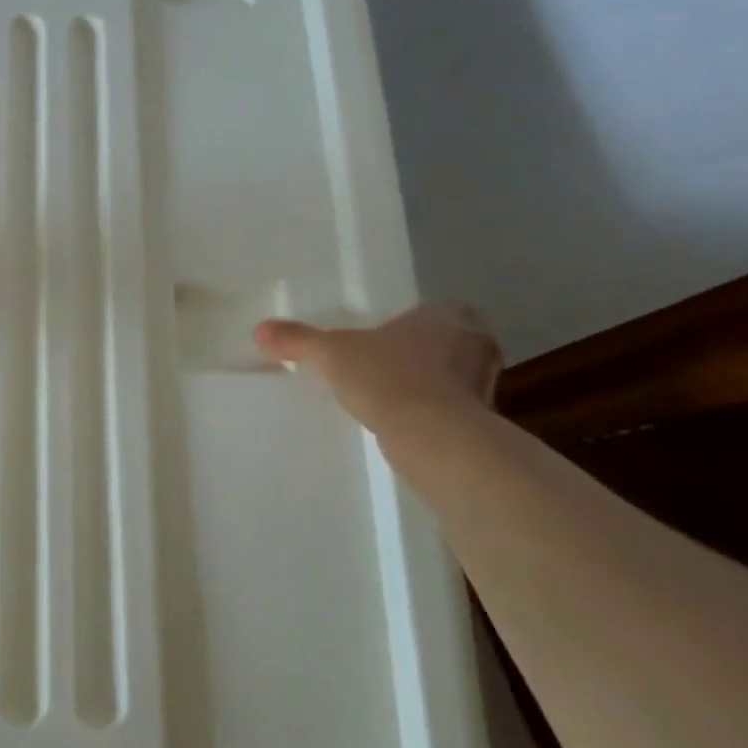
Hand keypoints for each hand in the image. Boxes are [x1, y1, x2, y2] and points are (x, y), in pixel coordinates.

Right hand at [254, 304, 501, 438]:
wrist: (431, 436)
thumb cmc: (386, 377)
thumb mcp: (331, 354)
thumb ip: (298, 340)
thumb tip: (260, 330)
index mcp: (447, 316)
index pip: (437, 311)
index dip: (412, 324)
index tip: (388, 340)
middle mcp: (475, 343)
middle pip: (451, 343)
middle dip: (426, 354)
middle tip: (389, 367)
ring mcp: (486, 384)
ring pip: (457, 378)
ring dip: (433, 386)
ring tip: (395, 398)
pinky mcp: (486, 421)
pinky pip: (459, 411)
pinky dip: (438, 415)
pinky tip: (409, 425)